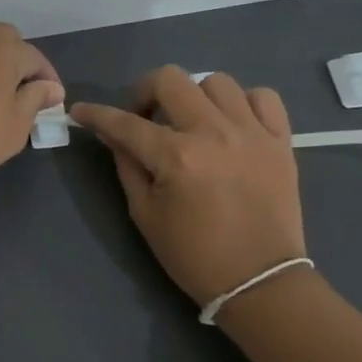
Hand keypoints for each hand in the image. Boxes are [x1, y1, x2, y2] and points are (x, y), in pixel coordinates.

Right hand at [70, 68, 306, 306]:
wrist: (259, 281)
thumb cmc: (193, 255)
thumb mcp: (145, 215)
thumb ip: (127, 166)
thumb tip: (114, 136)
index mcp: (176, 156)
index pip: (125, 123)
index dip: (96, 114)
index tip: (81, 111)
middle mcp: (214, 133)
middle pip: (170, 80)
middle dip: (144, 92)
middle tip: (143, 118)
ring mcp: (252, 133)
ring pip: (217, 82)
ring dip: (194, 97)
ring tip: (191, 122)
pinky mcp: (281, 141)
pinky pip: (263, 98)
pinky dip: (243, 103)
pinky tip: (232, 123)